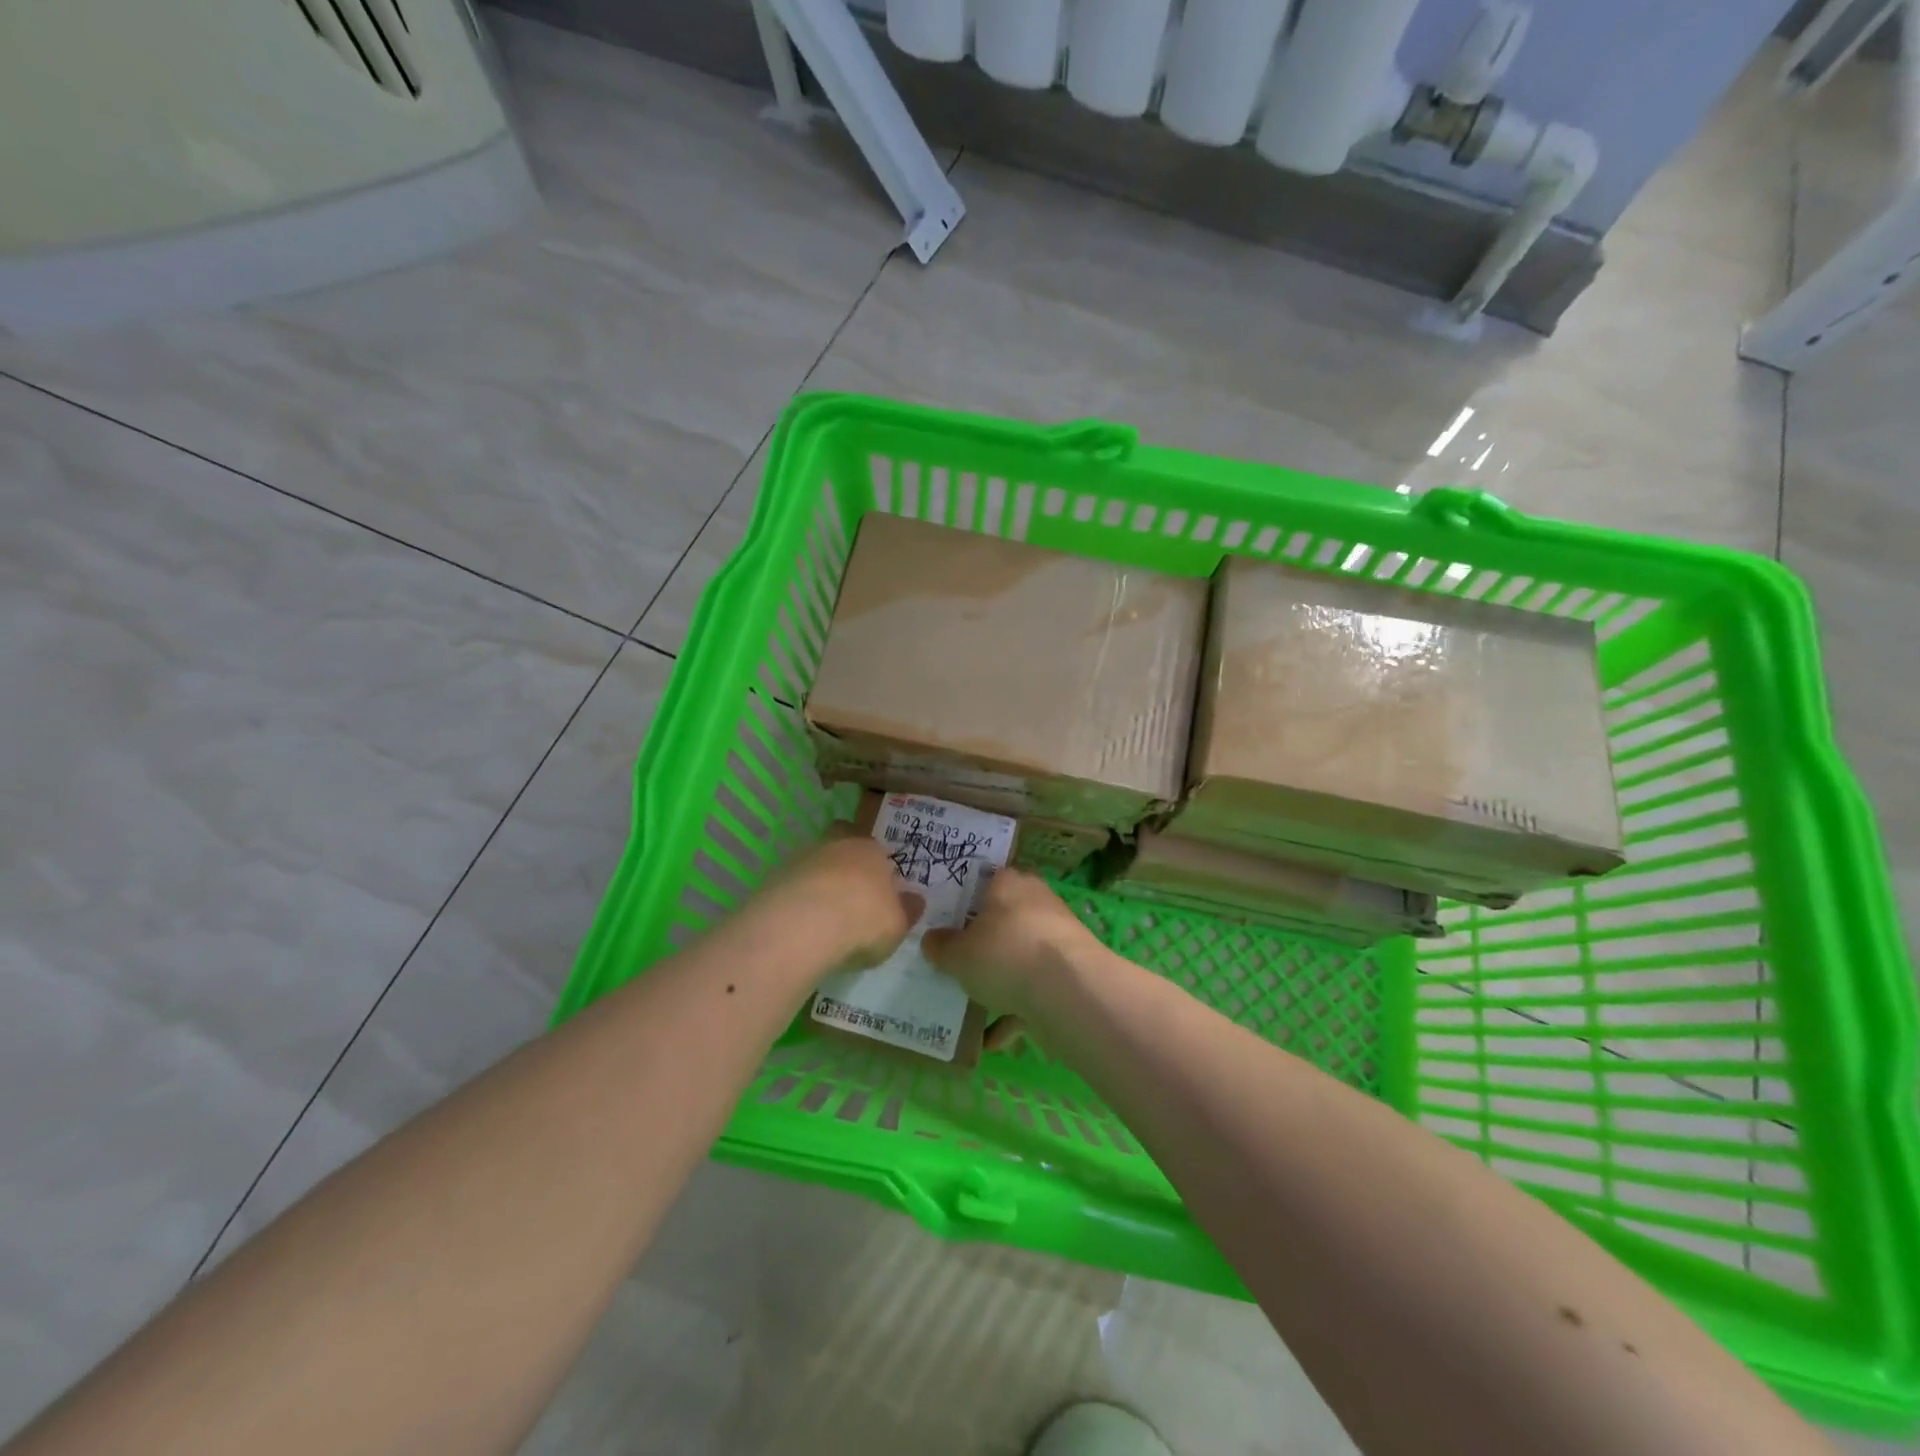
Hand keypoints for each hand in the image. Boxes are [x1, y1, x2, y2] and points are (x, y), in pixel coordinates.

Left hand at [763, 835, 923, 968]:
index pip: (874, 847)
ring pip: (813, 864)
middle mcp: (835, 845)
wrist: (804, 925)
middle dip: (843, 863)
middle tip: (849, 894)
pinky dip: (796, 901)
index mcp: (870, 849)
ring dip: (817, 883)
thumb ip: (907, 910)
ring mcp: (800, 859)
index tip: (877, 888)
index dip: (875, 865)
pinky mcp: (773, 879)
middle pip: (839, 844)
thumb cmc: (864, 919)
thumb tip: (916, 900)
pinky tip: (801, 925)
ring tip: (823, 918)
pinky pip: (791, 886)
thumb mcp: (898, 924)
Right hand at [921, 869, 1099, 1017]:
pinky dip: (1015, 1012)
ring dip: (1000, 980)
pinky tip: (991, 1040)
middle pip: (1003, 919)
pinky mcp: (1068, 972)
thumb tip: (931, 940)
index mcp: (1009, 883)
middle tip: (955, 961)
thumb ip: (941, 946)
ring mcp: (1056, 938)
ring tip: (970, 1005)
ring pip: (1019, 956)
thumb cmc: (1004, 953)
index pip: (985, 880)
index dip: (965, 898)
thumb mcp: (958, 953)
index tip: (946, 919)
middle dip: (983, 942)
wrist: (1067, 990)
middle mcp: (1036, 902)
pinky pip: (1034, 990)